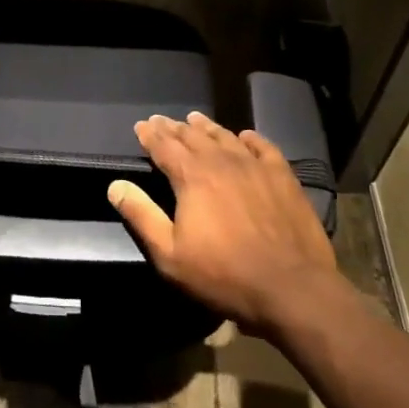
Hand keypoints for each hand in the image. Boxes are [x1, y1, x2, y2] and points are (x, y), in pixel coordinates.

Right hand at [108, 111, 340, 336]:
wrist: (292, 288)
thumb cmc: (224, 274)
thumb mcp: (170, 254)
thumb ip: (141, 216)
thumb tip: (116, 185)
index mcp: (191, 176)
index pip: (164, 146)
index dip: (150, 135)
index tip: (140, 126)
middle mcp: (221, 161)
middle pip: (193, 137)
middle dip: (174, 128)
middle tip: (163, 120)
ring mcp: (255, 166)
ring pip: (225, 137)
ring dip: (207, 127)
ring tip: (196, 119)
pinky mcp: (283, 177)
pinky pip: (263, 147)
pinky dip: (250, 138)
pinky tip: (245, 136)